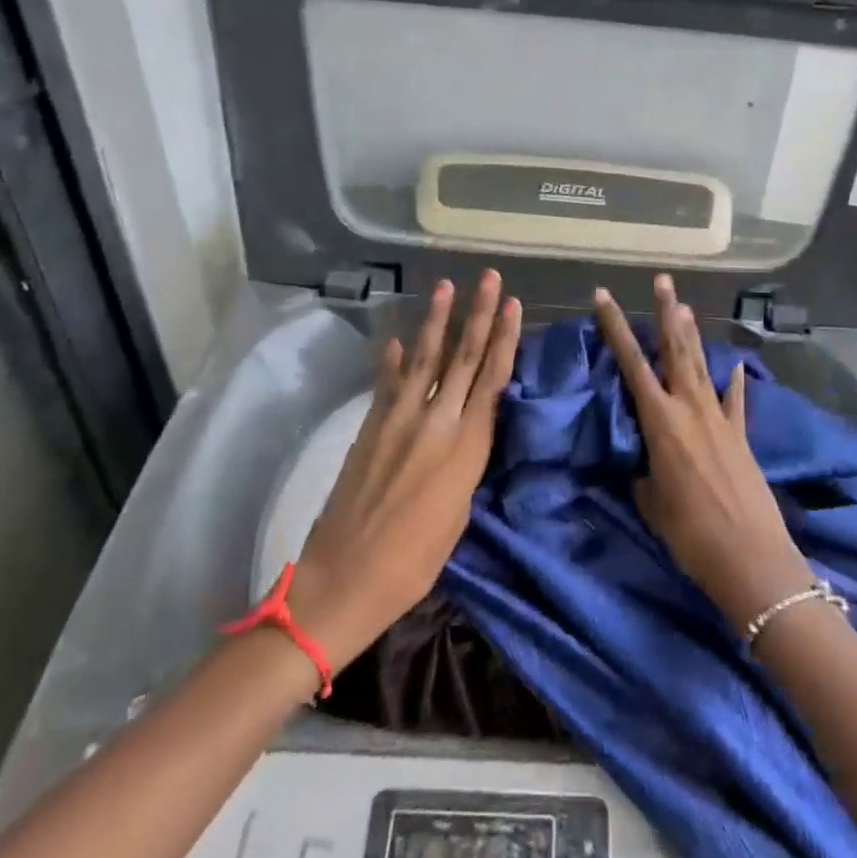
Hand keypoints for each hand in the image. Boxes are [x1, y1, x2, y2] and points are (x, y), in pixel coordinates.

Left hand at [286, 271, 521, 667]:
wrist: (343, 579)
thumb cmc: (413, 563)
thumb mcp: (458, 514)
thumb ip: (466, 462)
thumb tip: (469, 429)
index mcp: (465, 447)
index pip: (492, 379)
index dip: (504, 339)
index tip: (513, 305)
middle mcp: (435, 422)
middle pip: (463, 358)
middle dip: (479, 314)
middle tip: (490, 278)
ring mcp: (397, 420)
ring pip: (424, 359)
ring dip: (436, 321)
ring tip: (446, 287)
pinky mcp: (369, 427)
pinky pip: (386, 383)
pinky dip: (391, 360)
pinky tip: (395, 339)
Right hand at [593, 275, 814, 628]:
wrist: (750, 556)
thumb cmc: (689, 532)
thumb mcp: (650, 501)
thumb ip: (643, 471)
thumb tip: (642, 462)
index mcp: (660, 420)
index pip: (631, 363)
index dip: (616, 327)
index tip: (603, 296)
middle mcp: (690, 408)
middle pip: (674, 349)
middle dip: (665, 312)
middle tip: (662, 280)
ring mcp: (719, 418)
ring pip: (701, 365)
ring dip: (692, 334)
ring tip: (685, 306)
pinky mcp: (741, 435)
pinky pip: (735, 399)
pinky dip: (733, 381)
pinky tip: (736, 365)